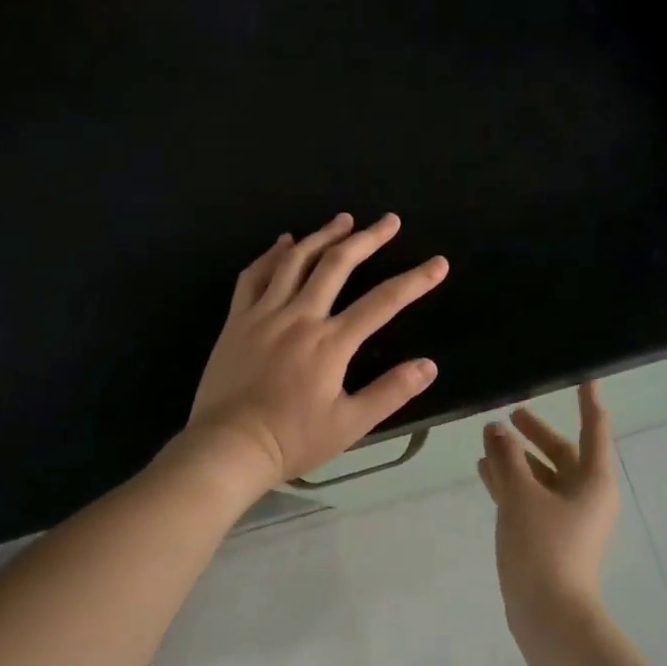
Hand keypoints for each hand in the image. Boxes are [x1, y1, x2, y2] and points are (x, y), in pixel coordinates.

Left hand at [185, 213, 447, 487]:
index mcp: (331, 343)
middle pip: (337, 265)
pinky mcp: (237, 319)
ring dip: (323, 236)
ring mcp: (264, 313)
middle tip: (389, 221)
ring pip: (295, 261)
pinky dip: (272, 254)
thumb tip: (429, 365)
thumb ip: (390, 392)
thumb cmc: (292, 439)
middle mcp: (299, 317)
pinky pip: (254, 275)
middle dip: (368, 239)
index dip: (415, 280)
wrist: (228, 445)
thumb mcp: (350, 424)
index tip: (438, 264)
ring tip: (343, 220)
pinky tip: (285, 242)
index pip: (383, 302)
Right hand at [479, 382, 617, 620]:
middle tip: (512, 412)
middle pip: (563, 453)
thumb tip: (496, 429)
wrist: (549, 616)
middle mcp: (585, 496)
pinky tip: (484, 471)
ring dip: (518, 458)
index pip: (594, 430)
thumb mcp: (521, 495)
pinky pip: (531, 497)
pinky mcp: (548, 536)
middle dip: (537, 432)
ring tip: (487, 441)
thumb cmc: (543, 547)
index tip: (585, 378)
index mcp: (593, 481)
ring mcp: (567, 518)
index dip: (588, 402)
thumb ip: (507, 458)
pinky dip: (511, 482)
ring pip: (543, 476)